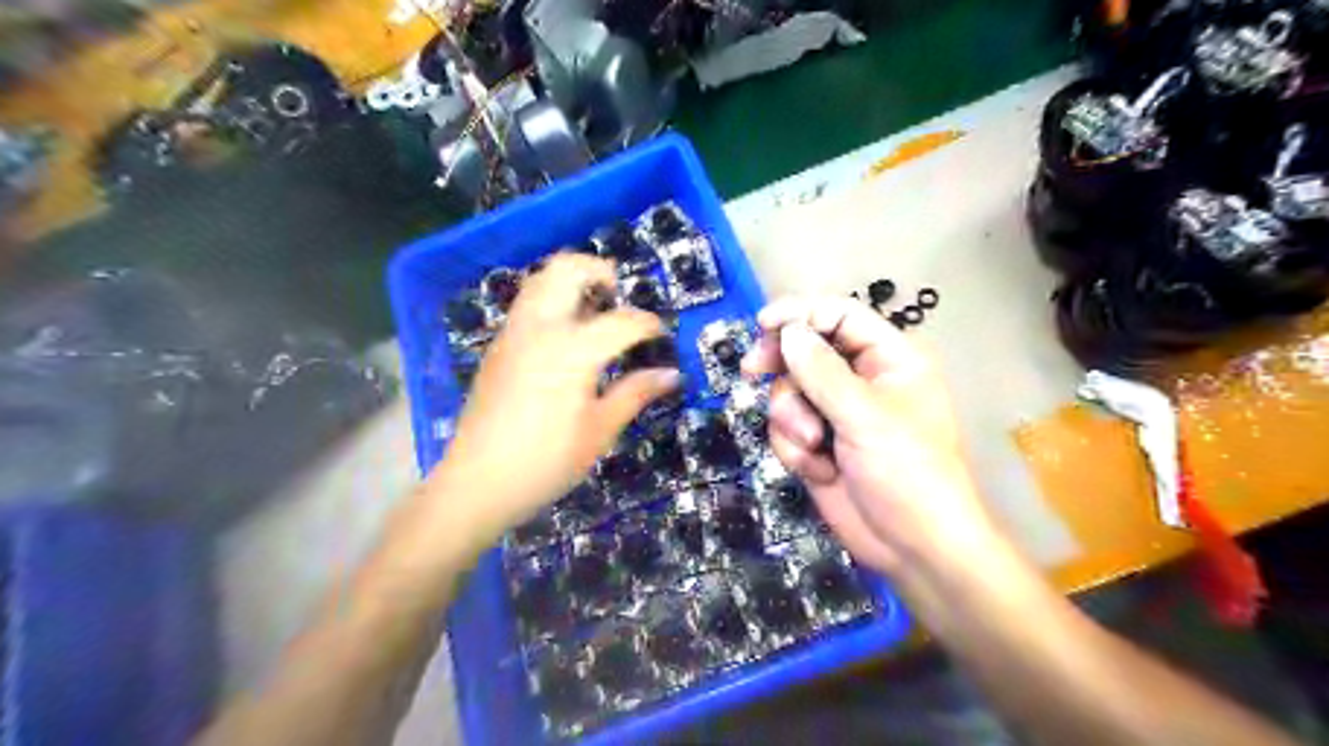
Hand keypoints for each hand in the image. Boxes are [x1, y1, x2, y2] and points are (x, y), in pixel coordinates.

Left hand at [437, 253, 678, 538]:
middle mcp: (540, 328)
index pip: (622, 321)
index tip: (661, 335)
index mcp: (572, 350)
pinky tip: (564, 336)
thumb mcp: (599, 431)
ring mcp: (513, 334)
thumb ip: (635, 394)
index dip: (648, 324)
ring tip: (593, 308)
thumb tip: (670, 375)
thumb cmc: (546, 461)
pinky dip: (551, 300)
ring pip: (540, 280)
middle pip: (567, 269)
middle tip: (618, 294)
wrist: (477, 483)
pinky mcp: (498, 347)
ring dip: (570, 281)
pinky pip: (526, 304)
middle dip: (599, 271)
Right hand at [742, 298, 1001, 576]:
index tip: (762, 324)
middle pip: (805, 350)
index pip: (839, 316)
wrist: (914, 549)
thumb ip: (822, 372)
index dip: (800, 314)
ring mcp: (836, 414)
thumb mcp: (866, 417)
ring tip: (814, 446)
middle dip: (781, 365)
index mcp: (889, 359)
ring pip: (789, 392)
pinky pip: (785, 429)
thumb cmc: (908, 473)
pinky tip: (819, 471)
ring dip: (792, 419)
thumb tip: (787, 332)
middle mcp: (860, 380)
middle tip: (753, 370)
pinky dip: (794, 449)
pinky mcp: (817, 445)